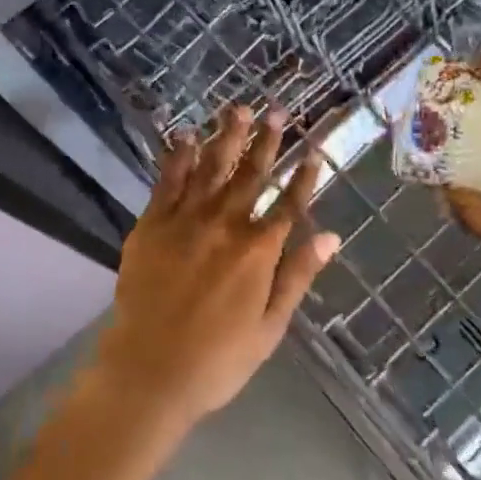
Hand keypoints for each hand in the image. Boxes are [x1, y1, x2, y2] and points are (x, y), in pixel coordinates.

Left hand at [92, 107, 340, 426]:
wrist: (149, 371)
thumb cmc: (217, 358)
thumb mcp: (269, 326)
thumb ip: (298, 276)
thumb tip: (331, 237)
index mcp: (257, 251)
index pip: (288, 204)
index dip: (304, 177)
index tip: (314, 150)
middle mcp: (224, 225)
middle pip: (250, 175)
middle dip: (265, 141)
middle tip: (275, 110)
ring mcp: (185, 220)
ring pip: (210, 168)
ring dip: (225, 137)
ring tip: (237, 109)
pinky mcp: (152, 224)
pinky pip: (167, 181)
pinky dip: (178, 157)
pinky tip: (185, 136)